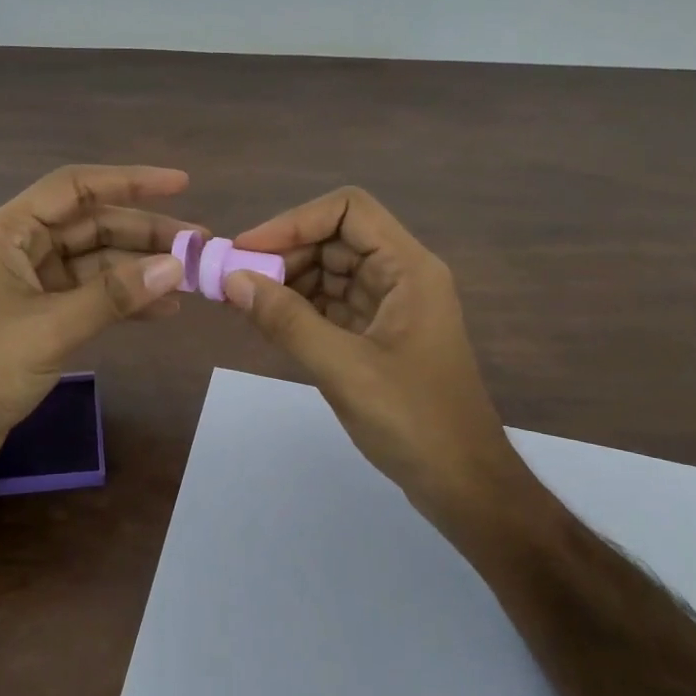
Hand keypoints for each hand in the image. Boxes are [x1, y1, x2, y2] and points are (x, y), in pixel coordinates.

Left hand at [0, 165, 193, 488]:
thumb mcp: (51, 327)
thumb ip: (114, 295)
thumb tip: (176, 265)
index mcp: (8, 233)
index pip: (75, 188)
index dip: (129, 181)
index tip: (181, 183)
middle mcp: (20, 250)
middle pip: (91, 225)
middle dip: (144, 232)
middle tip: (198, 244)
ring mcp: (30, 286)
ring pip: (95, 263)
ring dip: (139, 268)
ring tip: (191, 278)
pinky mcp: (39, 319)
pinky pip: (90, 297)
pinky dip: (124, 300)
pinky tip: (163, 310)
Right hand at [223, 187, 526, 534]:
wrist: (463, 484)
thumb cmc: (414, 421)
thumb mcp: (344, 368)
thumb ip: (287, 321)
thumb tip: (232, 280)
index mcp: (408, 269)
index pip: (348, 210)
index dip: (295, 221)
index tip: (248, 250)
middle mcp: (401, 277)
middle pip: (335, 239)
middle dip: (285, 254)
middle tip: (237, 282)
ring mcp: (390, 307)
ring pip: (330, 273)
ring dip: (288, 282)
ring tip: (244, 302)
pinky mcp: (378, 336)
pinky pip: (332, 306)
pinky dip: (299, 309)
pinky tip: (267, 323)